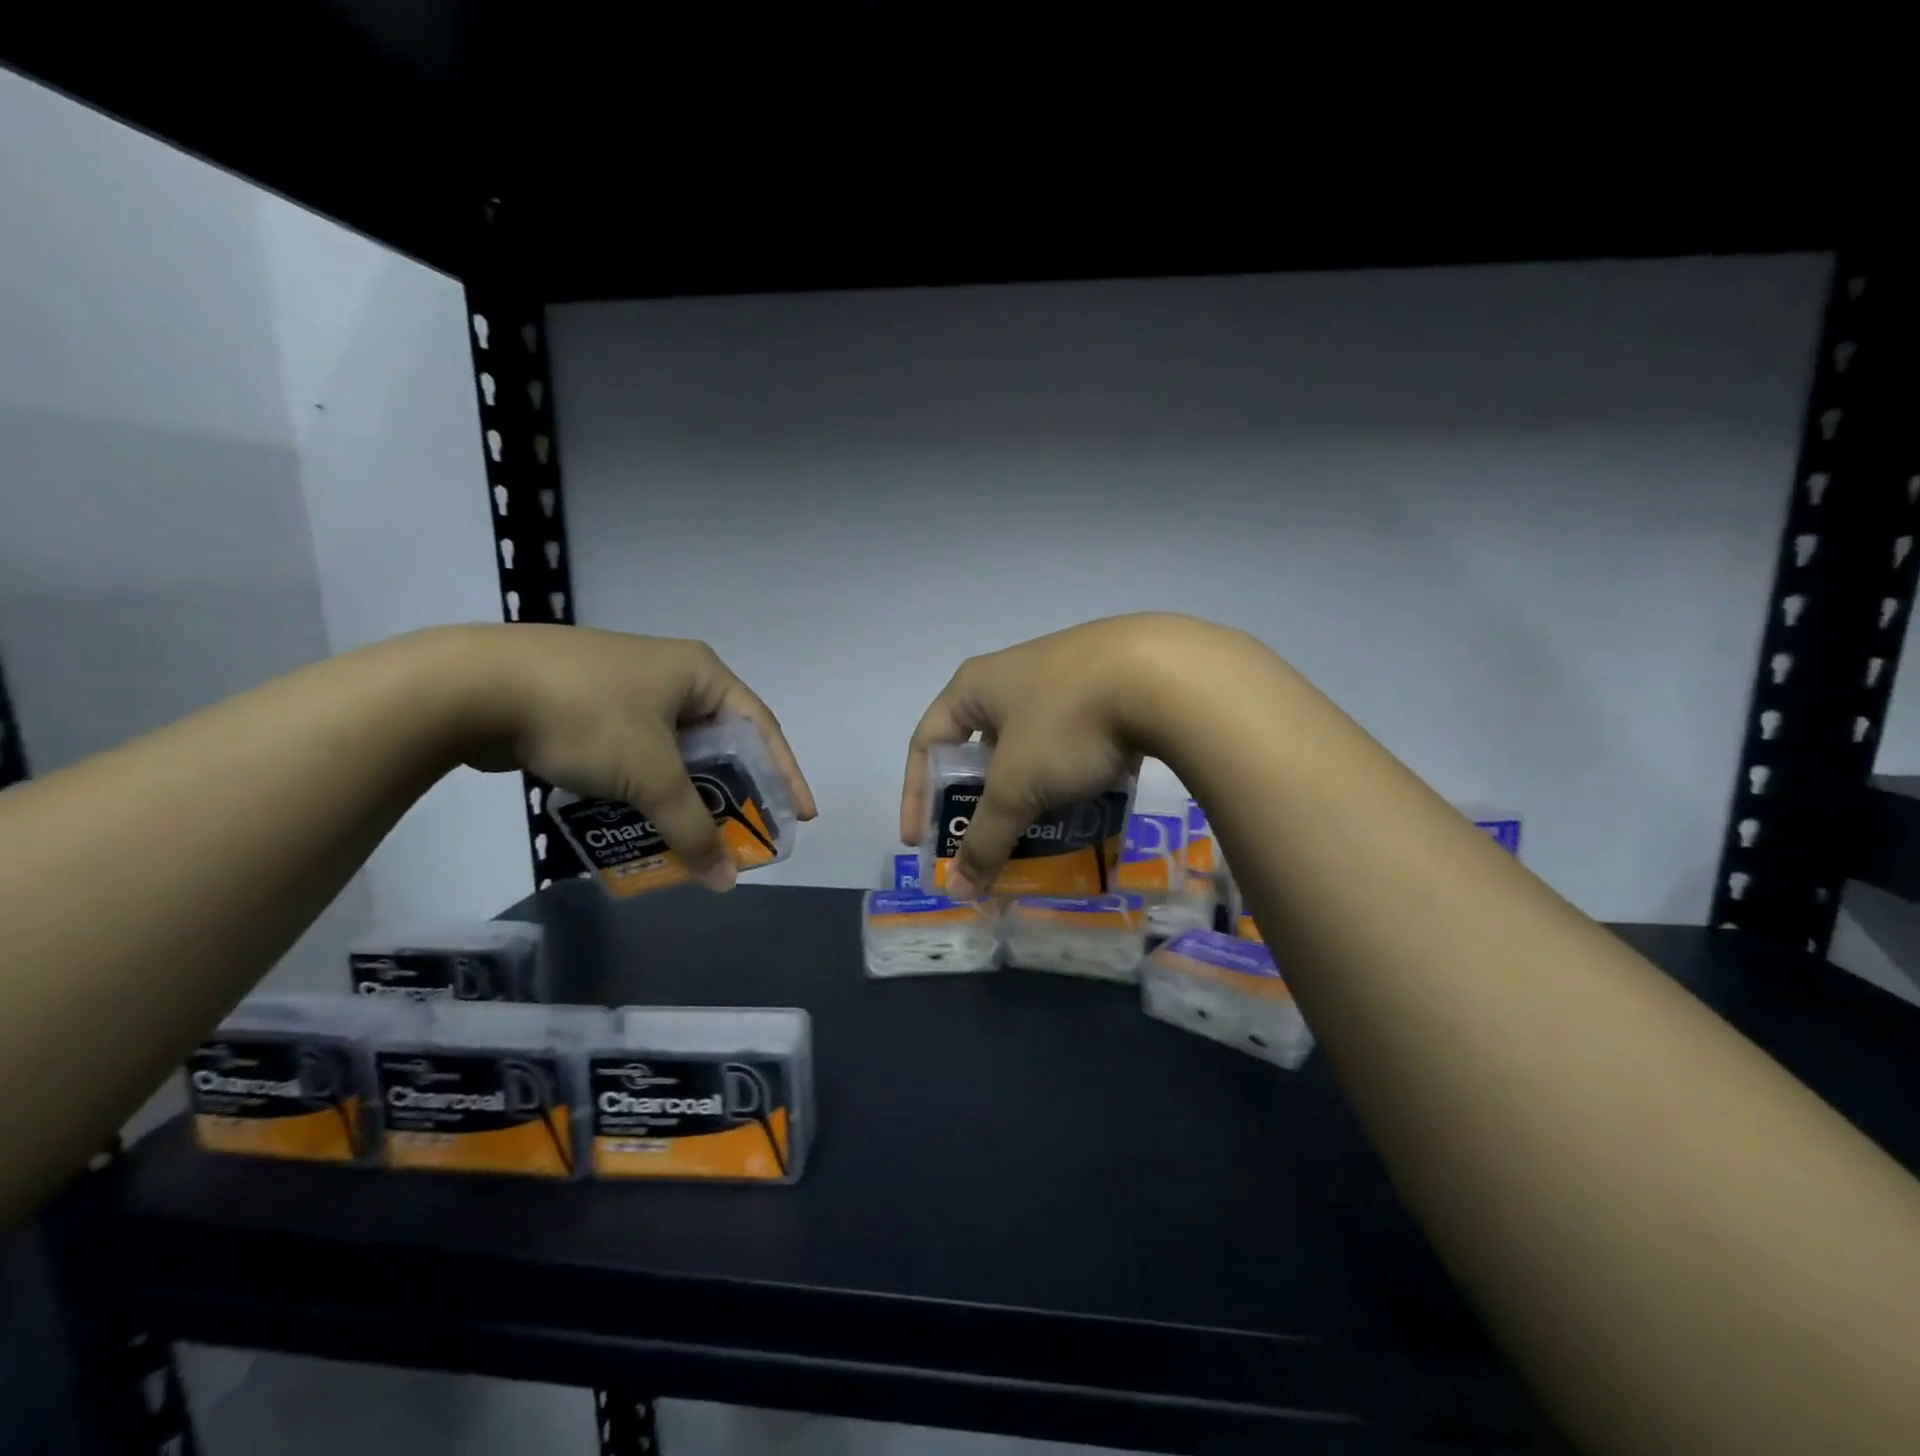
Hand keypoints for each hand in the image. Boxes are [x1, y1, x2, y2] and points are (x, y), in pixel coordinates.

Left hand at [450, 625, 815, 889]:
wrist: (470, 686)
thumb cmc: (586, 715)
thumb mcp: (650, 775)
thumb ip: (692, 829)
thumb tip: (725, 881)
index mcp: (699, 674)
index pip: (761, 728)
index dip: (785, 774)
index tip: (801, 815)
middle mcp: (671, 675)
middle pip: (719, 743)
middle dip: (731, 793)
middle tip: (745, 833)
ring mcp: (627, 689)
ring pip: (673, 753)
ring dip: (685, 797)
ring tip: (693, 837)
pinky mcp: (589, 708)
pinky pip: (636, 756)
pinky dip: (645, 789)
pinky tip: (640, 820)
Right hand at [900, 614, 1226, 898]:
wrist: (1164, 675)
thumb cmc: (1065, 723)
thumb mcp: (1017, 787)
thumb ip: (985, 839)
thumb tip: (958, 890)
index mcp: (976, 687)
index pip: (927, 743)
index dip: (917, 795)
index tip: (923, 843)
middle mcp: (1013, 675)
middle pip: (982, 750)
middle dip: (983, 803)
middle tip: (988, 843)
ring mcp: (1064, 677)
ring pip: (1032, 749)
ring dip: (1030, 795)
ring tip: (1041, 835)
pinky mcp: (1108, 687)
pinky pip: (1073, 742)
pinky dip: (1069, 779)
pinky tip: (1087, 807)